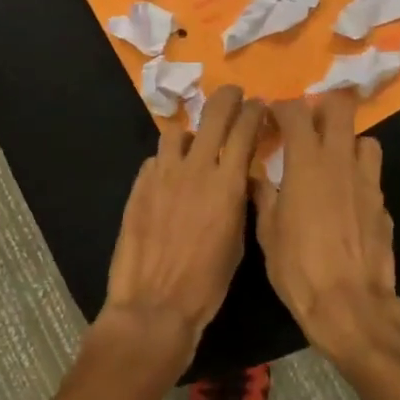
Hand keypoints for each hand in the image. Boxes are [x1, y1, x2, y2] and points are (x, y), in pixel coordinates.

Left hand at [101, 86, 265, 362]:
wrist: (154, 305)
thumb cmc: (206, 285)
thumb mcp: (238, 243)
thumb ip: (238, 202)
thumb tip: (240, 180)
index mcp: (227, 184)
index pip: (245, 130)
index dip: (255, 111)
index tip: (260, 104)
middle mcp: (195, 169)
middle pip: (213, 114)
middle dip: (227, 98)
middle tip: (233, 94)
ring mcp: (163, 174)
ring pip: (177, 131)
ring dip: (191, 132)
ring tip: (194, 144)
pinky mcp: (139, 185)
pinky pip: (156, 159)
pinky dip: (166, 162)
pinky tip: (169, 178)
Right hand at [251, 91, 399, 362]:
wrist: (350, 305)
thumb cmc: (298, 266)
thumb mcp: (268, 232)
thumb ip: (263, 196)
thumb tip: (255, 177)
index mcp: (306, 161)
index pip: (295, 111)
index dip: (281, 108)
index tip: (270, 118)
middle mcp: (340, 160)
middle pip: (341, 107)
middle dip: (323, 106)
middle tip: (308, 124)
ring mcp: (366, 180)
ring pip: (364, 138)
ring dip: (347, 141)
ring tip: (332, 159)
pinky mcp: (382, 203)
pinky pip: (371, 174)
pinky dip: (358, 175)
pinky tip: (346, 198)